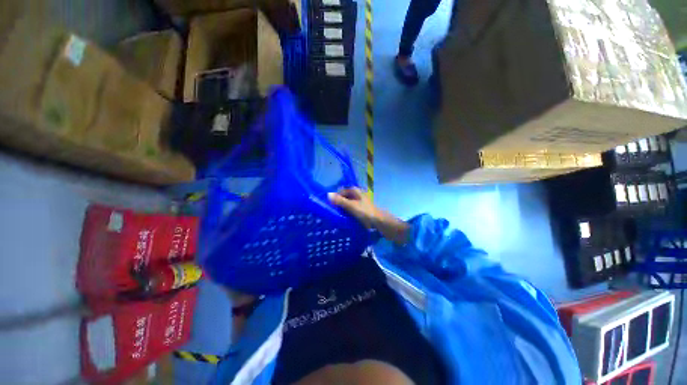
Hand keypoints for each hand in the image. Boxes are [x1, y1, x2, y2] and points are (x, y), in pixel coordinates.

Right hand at [329, 188, 409, 244]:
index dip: (335, 197)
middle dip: (338, 203)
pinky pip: (351, 209)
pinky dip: (347, 212)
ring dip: (342, 209)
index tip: (329, 205)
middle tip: (332, 211)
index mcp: (355, 191)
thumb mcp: (351, 206)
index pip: (341, 191)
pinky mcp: (361, 210)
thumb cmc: (365, 212)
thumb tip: (327, 194)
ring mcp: (360, 202)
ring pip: (347, 204)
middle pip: (344, 197)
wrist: (379, 222)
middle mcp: (357, 194)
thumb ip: (339, 201)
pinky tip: (344, 218)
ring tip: (336, 215)